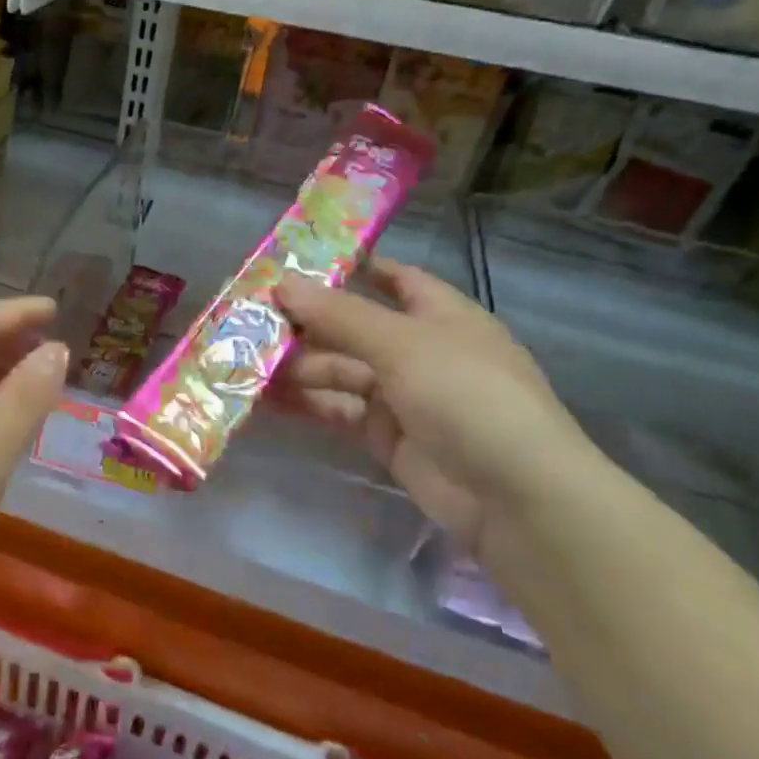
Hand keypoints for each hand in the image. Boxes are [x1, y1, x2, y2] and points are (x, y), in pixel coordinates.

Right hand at [275, 260, 598, 554]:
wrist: (514, 497)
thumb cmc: (467, 395)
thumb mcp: (402, 344)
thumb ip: (340, 315)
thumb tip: (283, 283)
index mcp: (440, 315)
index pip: (393, 279)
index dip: (350, 267)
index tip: (296, 262)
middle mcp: (420, 350)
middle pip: (354, 327)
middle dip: (306, 322)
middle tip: (248, 316)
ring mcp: (403, 396)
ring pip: (341, 370)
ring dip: (298, 365)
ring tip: (244, 358)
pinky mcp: (386, 436)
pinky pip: (339, 409)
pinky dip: (306, 402)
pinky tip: (265, 397)